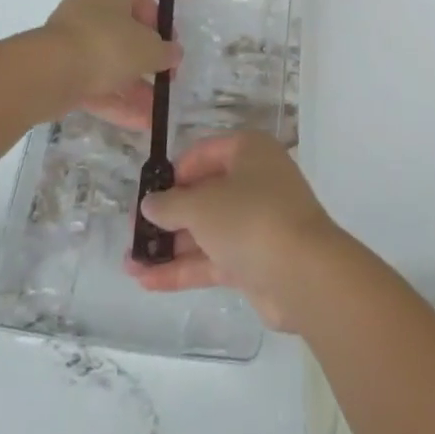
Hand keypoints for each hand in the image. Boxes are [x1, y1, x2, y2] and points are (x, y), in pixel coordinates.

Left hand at [37, 0, 180, 128]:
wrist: (51, 71)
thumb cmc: (108, 44)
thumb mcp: (149, 48)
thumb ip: (165, 52)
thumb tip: (174, 53)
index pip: (145, 4)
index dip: (163, 29)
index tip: (173, 53)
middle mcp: (92, 8)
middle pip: (127, 36)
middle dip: (147, 64)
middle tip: (165, 82)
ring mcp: (73, 39)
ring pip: (111, 63)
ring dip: (134, 88)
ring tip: (156, 113)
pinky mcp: (61, 69)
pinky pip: (94, 82)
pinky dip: (115, 100)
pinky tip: (139, 123)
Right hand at [125, 131, 348, 330]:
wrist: (303, 274)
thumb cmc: (251, 217)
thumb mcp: (202, 205)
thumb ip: (171, 205)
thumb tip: (149, 203)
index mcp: (248, 151)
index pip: (205, 152)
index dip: (175, 171)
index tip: (148, 193)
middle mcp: (254, 181)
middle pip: (205, 193)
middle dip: (169, 215)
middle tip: (135, 232)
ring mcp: (256, 223)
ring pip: (207, 230)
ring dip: (171, 246)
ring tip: (130, 262)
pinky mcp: (255, 261)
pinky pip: (213, 259)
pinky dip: (183, 268)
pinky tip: (147, 282)